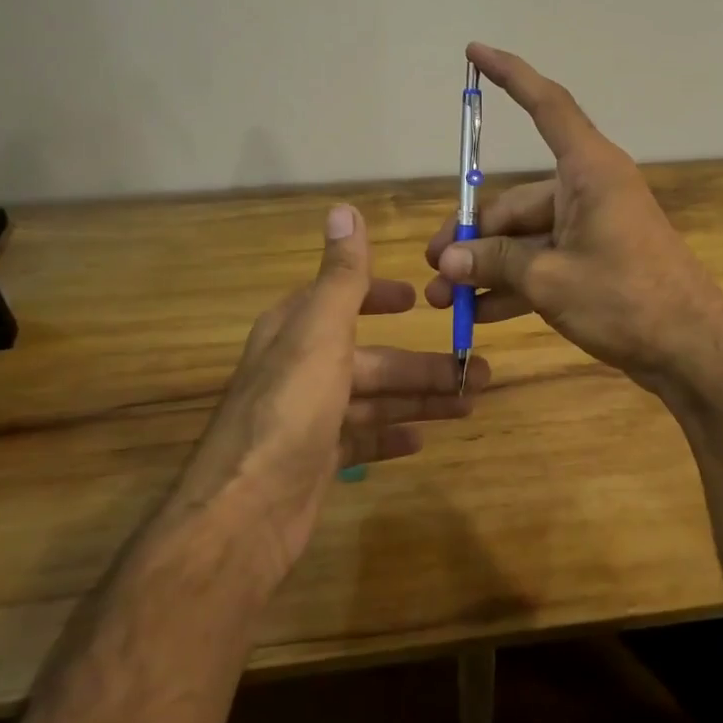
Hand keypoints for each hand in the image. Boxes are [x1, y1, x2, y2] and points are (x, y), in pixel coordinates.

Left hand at [177, 203, 487, 588]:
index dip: (380, 296)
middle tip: (477, 371)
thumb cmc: (289, 409)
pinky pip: (363, 439)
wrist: (244, 514)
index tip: (419, 300)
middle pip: (373, 358)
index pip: (342, 299)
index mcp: (298, 331)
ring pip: (375, 399)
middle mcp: (301, 369)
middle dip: (422, 364)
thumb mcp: (320, 331)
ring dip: (420, 399)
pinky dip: (391, 435)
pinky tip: (421, 440)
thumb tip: (343, 209)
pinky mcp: (316, 461)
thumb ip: (341, 275)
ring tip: (469, 403)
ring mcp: (309, 419)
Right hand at [423, 44, 722, 398]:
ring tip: (445, 299)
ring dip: (487, 267)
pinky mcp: (594, 260)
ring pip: (525, 237)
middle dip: (473, 236)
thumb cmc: (626, 300)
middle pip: (516, 200)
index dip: (510, 75)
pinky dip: (514, 284)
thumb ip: (496, 262)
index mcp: (589, 171)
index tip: (475, 52)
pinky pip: (543, 262)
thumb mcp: (551, 280)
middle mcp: (589, 189)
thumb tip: (448, 261)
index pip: (546, 106)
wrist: (692, 351)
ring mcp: (592, 227)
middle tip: (436, 269)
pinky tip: (479, 314)